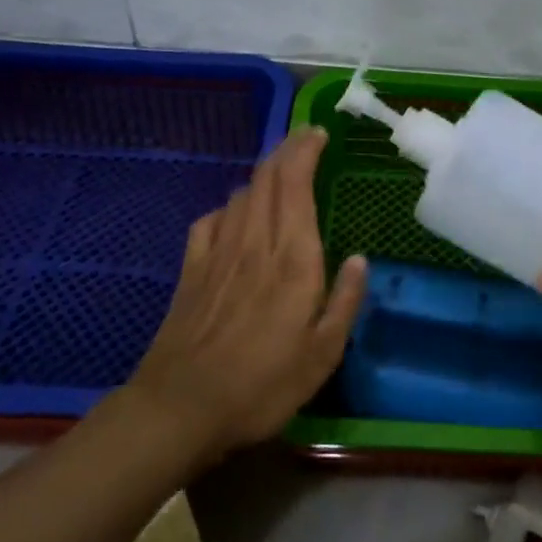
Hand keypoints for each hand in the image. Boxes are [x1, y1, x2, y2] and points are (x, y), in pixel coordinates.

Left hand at [125, 127, 366, 466]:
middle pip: (267, 177)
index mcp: (293, 259)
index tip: (320, 134)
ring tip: (280, 176)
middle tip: (305, 138)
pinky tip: (234, 217)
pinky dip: (228, 207)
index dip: (306, 150)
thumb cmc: (262, 386)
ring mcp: (218, 252)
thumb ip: (345, 302)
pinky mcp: (192, 269)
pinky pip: (210, 220)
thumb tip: (361, 259)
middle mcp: (255, 243)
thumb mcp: (323, 356)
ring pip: (240, 193)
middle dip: (287, 149)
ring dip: (262, 175)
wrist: (180, 407)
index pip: (296, 184)